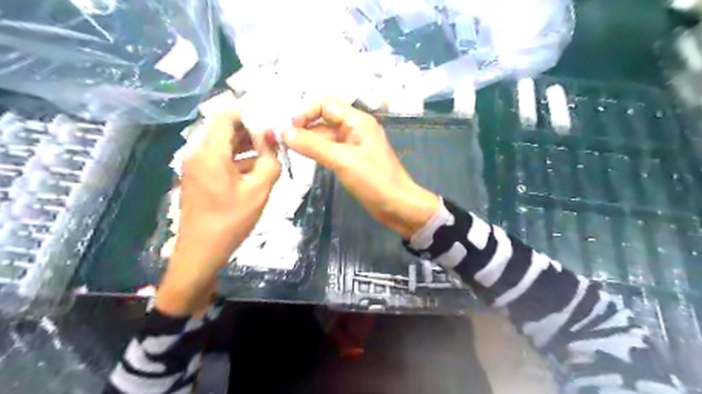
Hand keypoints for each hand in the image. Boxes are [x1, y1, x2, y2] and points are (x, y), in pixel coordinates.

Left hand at [155, 110, 279, 316]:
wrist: (201, 252)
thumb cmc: (231, 221)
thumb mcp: (259, 190)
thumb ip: (269, 160)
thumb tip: (273, 137)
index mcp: (210, 152)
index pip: (226, 115)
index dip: (250, 112)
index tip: (272, 119)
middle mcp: (197, 153)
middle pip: (223, 128)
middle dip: (250, 128)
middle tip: (275, 135)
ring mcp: (195, 165)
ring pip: (221, 143)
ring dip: (245, 143)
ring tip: (270, 150)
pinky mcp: (197, 177)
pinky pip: (218, 157)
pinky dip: (236, 157)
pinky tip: (256, 167)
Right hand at [281, 100, 437, 237]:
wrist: (397, 205)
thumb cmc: (374, 180)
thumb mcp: (342, 161)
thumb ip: (313, 146)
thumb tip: (284, 132)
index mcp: (357, 121)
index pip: (325, 104)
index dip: (305, 113)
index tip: (289, 130)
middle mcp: (355, 128)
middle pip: (324, 120)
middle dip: (304, 128)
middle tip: (283, 143)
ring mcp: (354, 145)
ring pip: (326, 136)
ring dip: (309, 141)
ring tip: (289, 151)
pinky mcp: (352, 159)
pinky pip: (331, 150)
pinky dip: (318, 152)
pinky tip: (305, 158)